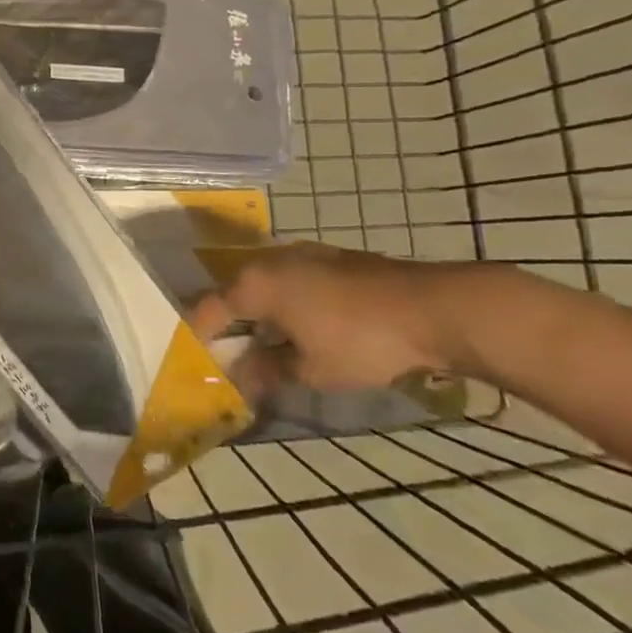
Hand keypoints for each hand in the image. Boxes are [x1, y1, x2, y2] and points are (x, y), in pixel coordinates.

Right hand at [190, 242, 483, 397]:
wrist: (435, 309)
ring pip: (266, 283)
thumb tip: (241, 379)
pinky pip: (293, 279)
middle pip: (235, 292)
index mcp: (254, 285)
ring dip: (261, 311)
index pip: (210, 309)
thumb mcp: (311, 370)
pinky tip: (304, 325)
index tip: (197, 357)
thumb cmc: (362, 341)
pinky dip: (288, 301)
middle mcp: (269, 261)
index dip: (200, 334)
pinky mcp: (332, 257)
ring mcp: (302, 253)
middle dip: (231, 322)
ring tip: (267, 342)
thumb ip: (268, 371)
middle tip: (231, 353)